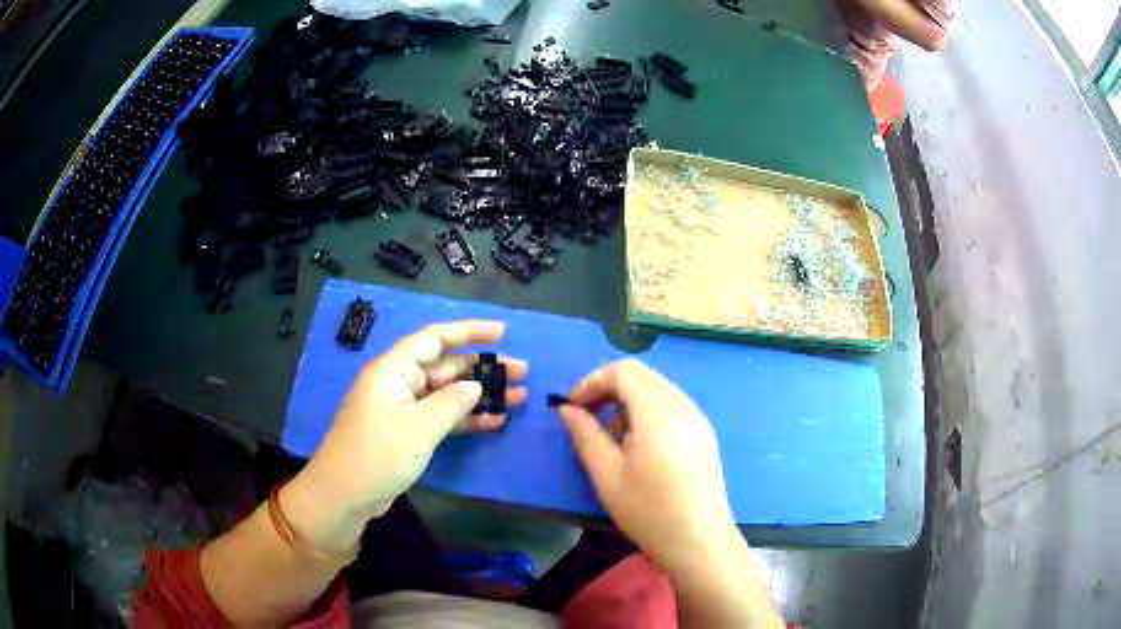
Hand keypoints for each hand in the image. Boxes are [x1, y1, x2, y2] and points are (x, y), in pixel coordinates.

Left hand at [284, 321, 526, 553]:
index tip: (502, 332)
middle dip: (483, 368)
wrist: (345, 496)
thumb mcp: (419, 427)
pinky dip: (466, 419)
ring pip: (448, 394)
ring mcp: (404, 410)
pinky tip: (495, 422)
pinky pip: (442, 418)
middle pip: (446, 366)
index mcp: (394, 369)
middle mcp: (399, 383)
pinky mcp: (408, 433)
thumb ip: (452, 402)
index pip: (434, 338)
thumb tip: (476, 385)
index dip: (469, 331)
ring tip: (518, 396)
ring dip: (480, 395)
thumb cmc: (378, 453)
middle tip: (522, 371)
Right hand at [557, 359, 736, 575]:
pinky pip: (672, 407)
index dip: (593, 381)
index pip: (623, 370)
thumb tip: (568, 410)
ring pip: (658, 390)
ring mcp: (698, 420)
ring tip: (615, 441)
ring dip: (629, 402)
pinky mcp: (705, 435)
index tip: (574, 408)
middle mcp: (683, 406)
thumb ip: (585, 436)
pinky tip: (642, 449)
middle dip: (610, 390)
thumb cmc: (649, 511)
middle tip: (589, 422)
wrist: (700, 541)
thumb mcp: (607, 475)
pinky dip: (649, 414)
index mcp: (658, 412)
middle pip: (642, 376)